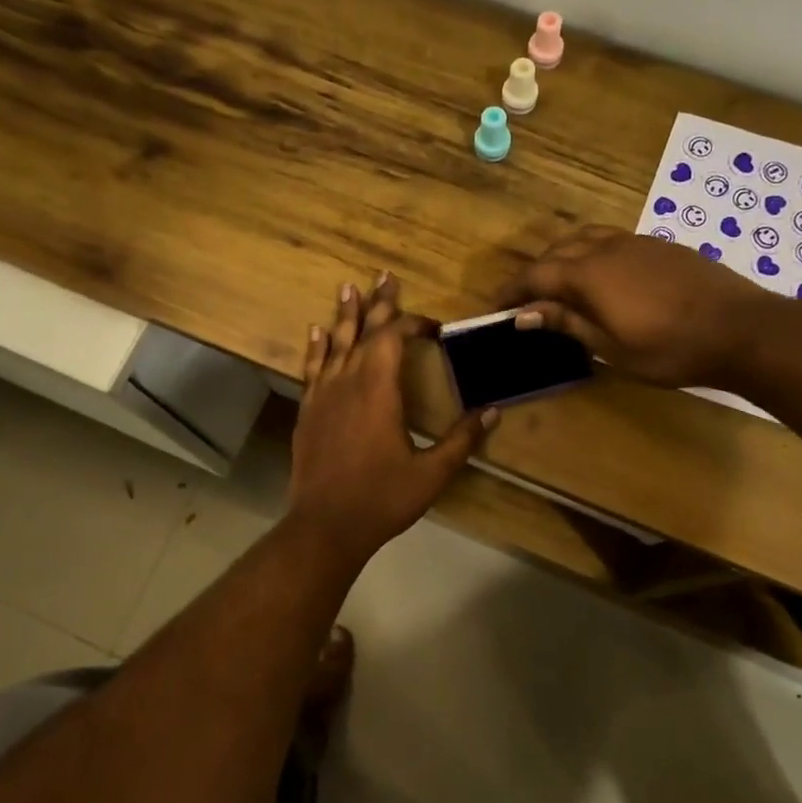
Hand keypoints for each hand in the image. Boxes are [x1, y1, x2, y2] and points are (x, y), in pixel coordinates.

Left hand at [288, 275, 496, 564]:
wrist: (325, 526)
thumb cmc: (382, 499)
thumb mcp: (431, 473)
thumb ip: (462, 439)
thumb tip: (493, 411)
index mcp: (379, 391)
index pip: (393, 339)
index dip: (412, 324)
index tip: (433, 326)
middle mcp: (347, 382)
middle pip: (363, 332)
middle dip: (378, 304)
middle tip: (384, 276)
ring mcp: (323, 396)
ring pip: (334, 344)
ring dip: (343, 315)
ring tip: (348, 287)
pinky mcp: (308, 412)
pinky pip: (311, 368)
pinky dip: (316, 347)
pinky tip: (316, 332)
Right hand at [501, 227, 764, 387]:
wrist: (742, 329)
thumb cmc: (671, 349)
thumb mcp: (612, 348)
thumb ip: (568, 324)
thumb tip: (524, 314)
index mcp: (590, 275)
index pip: (537, 276)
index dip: (513, 292)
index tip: (496, 309)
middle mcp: (608, 248)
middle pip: (558, 251)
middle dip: (535, 274)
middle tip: (526, 302)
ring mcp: (637, 242)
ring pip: (585, 239)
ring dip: (562, 258)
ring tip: (558, 286)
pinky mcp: (660, 245)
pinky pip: (610, 240)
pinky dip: (590, 254)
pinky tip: (601, 279)